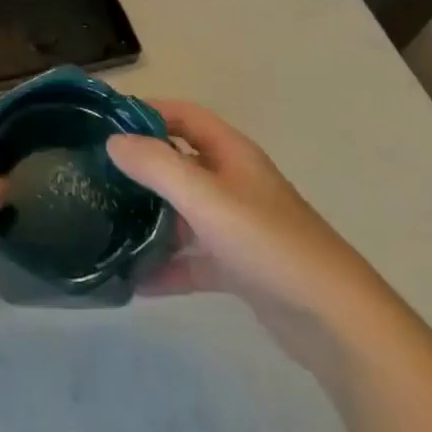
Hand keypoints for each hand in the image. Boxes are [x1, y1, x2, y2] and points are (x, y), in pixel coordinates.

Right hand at [106, 101, 382, 369]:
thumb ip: (157, 166)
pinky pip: (193, 258)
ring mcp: (237, 226)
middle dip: (142, 166)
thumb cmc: (268, 243)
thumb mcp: (207, 198)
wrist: (335, 320)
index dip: (148, 111)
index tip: (106, 122)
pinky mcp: (239, 267)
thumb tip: (113, 141)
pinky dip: (168, 267)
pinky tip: (135, 282)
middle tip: (96, 175)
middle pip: (180, 162)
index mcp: (232, 154)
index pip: (185, 115)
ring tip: (107, 225)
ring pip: (184, 212)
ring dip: (151, 218)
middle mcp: (234, 182)